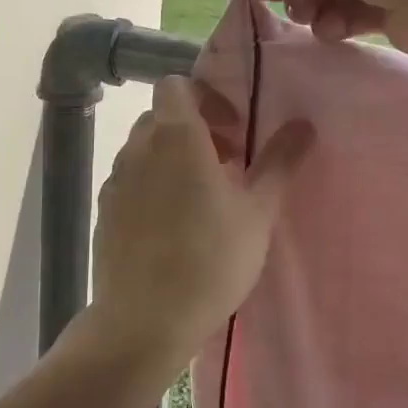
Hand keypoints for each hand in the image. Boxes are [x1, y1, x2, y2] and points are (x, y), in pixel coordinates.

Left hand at [91, 77, 314, 358]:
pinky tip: (173, 225)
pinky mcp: (104, 212)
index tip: (233, 130)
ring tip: (202, 196)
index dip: (206, 98)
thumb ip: (279, 163)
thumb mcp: (258, 212)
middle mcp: (139, 149)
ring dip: (172, 157)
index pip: (176, 85)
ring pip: (144, 149)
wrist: (144, 321)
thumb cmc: (210, 260)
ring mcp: (115, 181)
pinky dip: (152, 185)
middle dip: (195, 128)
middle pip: (162, 116)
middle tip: (227, 162)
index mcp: (177, 138)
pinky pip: (130, 180)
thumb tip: (304, 124)